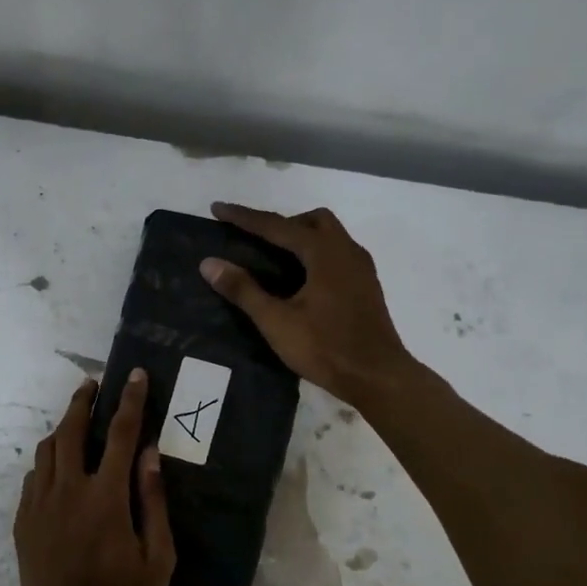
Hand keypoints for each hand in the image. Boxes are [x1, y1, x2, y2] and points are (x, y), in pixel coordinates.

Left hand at [14, 370, 175, 585]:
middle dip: (83, 401)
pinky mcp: (23, 520)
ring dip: (63, 428)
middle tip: (93, 385)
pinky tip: (58, 466)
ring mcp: (39, 504)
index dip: (130, 401)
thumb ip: (153, 501)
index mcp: (105, 498)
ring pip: (46, 450)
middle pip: (71, 430)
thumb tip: (149, 454)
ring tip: (77, 421)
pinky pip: (33, 476)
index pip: (120, 434)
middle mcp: (67, 491)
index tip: (134, 375)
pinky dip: (47, 461)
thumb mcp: (158, 557)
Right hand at [201, 202, 410, 403]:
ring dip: (300, 237)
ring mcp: (360, 268)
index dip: (244, 217)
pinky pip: (337, 254)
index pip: (276, 226)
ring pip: (329, 236)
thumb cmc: (325, 348)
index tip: (217, 209)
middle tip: (254, 240)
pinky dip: (315, 254)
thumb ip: (243, 289)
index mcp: (324, 252)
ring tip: (274, 260)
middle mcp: (346, 250)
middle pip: (311, 220)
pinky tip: (301, 280)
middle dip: (280, 223)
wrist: (377, 376)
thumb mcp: (276, 321)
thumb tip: (209, 263)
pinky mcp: (366, 285)